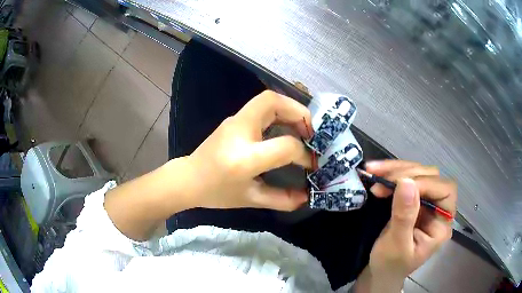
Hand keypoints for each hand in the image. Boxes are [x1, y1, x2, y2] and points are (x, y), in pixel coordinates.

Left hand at [183, 90, 312, 210]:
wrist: (188, 179)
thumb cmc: (216, 192)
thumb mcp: (250, 199)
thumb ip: (281, 199)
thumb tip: (306, 196)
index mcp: (244, 158)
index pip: (285, 146)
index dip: (304, 154)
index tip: (311, 163)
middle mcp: (239, 132)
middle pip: (272, 102)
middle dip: (299, 112)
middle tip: (312, 131)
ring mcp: (234, 121)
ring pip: (266, 99)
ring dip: (290, 109)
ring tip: (303, 128)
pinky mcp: (233, 119)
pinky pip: (261, 107)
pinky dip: (279, 113)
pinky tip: (286, 128)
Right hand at [355, 160, 456, 291]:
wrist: (380, 272)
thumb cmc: (390, 265)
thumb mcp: (396, 246)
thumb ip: (404, 217)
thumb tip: (406, 182)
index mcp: (442, 224)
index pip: (445, 192)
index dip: (426, 184)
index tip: (399, 184)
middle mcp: (438, 209)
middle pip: (431, 177)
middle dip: (406, 173)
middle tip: (380, 177)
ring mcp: (426, 202)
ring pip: (418, 174)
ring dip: (396, 170)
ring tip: (374, 171)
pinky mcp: (413, 199)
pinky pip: (406, 179)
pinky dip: (391, 175)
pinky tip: (377, 174)